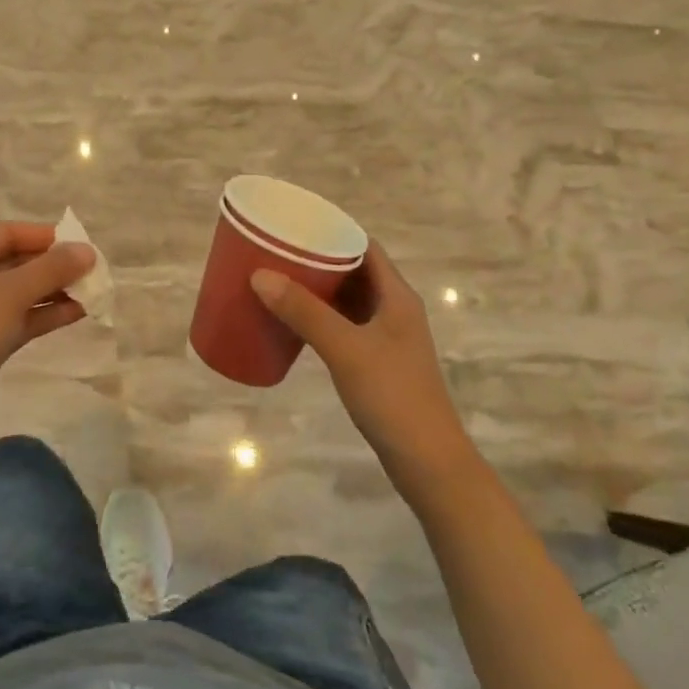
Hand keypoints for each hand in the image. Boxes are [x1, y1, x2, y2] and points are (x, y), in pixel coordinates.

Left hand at [0, 221, 96, 439]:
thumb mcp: (9, 293)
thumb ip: (51, 269)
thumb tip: (88, 251)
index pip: (4, 234)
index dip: (43, 235)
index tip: (79, 242)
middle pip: (13, 261)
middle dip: (52, 264)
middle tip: (90, 269)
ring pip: (18, 292)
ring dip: (53, 290)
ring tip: (91, 291)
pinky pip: (18, 318)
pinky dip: (45, 314)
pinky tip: (77, 312)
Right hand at [251, 245, 470, 490]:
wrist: (428, 463)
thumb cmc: (393, 396)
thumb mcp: (345, 349)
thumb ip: (304, 312)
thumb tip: (259, 274)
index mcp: (397, 295)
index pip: (365, 246)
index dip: (334, 230)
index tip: (296, 225)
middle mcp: (395, 309)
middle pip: (355, 270)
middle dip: (319, 259)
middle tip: (278, 251)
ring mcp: (388, 337)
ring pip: (350, 298)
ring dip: (320, 288)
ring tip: (280, 279)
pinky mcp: (379, 361)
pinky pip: (346, 324)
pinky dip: (323, 316)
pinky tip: (296, 321)